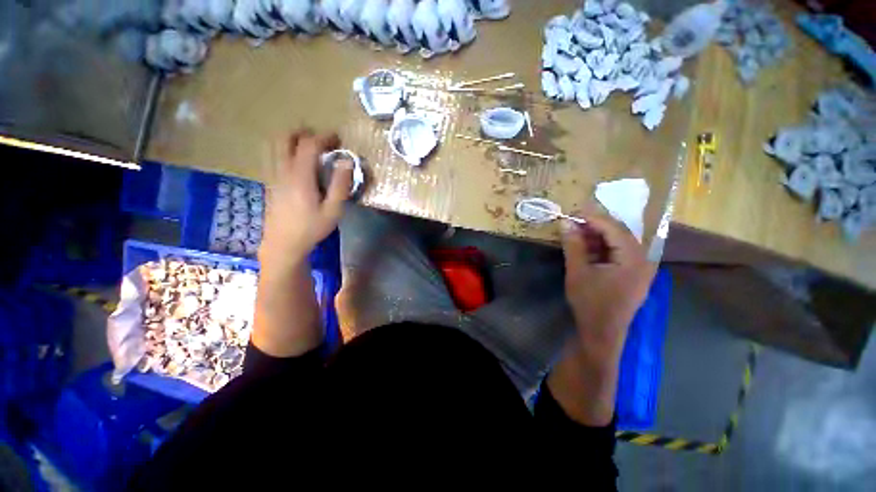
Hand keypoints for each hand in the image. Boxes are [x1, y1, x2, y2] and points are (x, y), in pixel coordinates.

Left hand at [260, 130, 352, 267]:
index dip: (324, 137)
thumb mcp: (333, 210)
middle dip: (303, 133)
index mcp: (300, 176)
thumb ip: (341, 185)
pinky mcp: (269, 182)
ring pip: (274, 145)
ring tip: (308, 148)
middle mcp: (282, 170)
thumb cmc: (311, 228)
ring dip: (291, 139)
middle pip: (285, 138)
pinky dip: (284, 150)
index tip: (337, 139)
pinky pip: (272, 156)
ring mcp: (272, 175)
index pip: (309, 144)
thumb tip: (347, 161)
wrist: (284, 244)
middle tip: (320, 140)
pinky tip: (296, 163)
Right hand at [560, 211, 655, 359]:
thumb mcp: (577, 272)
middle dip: (595, 226)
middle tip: (573, 222)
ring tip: (577, 234)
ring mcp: (641, 269)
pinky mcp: (634, 275)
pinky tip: (587, 248)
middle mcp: (643, 260)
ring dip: (598, 237)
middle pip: (620, 234)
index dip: (593, 218)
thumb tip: (565, 222)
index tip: (573, 211)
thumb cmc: (590, 303)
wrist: (601, 333)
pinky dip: (602, 248)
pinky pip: (619, 254)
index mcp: (634, 259)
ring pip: (619, 243)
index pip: (614, 229)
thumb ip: (573, 245)